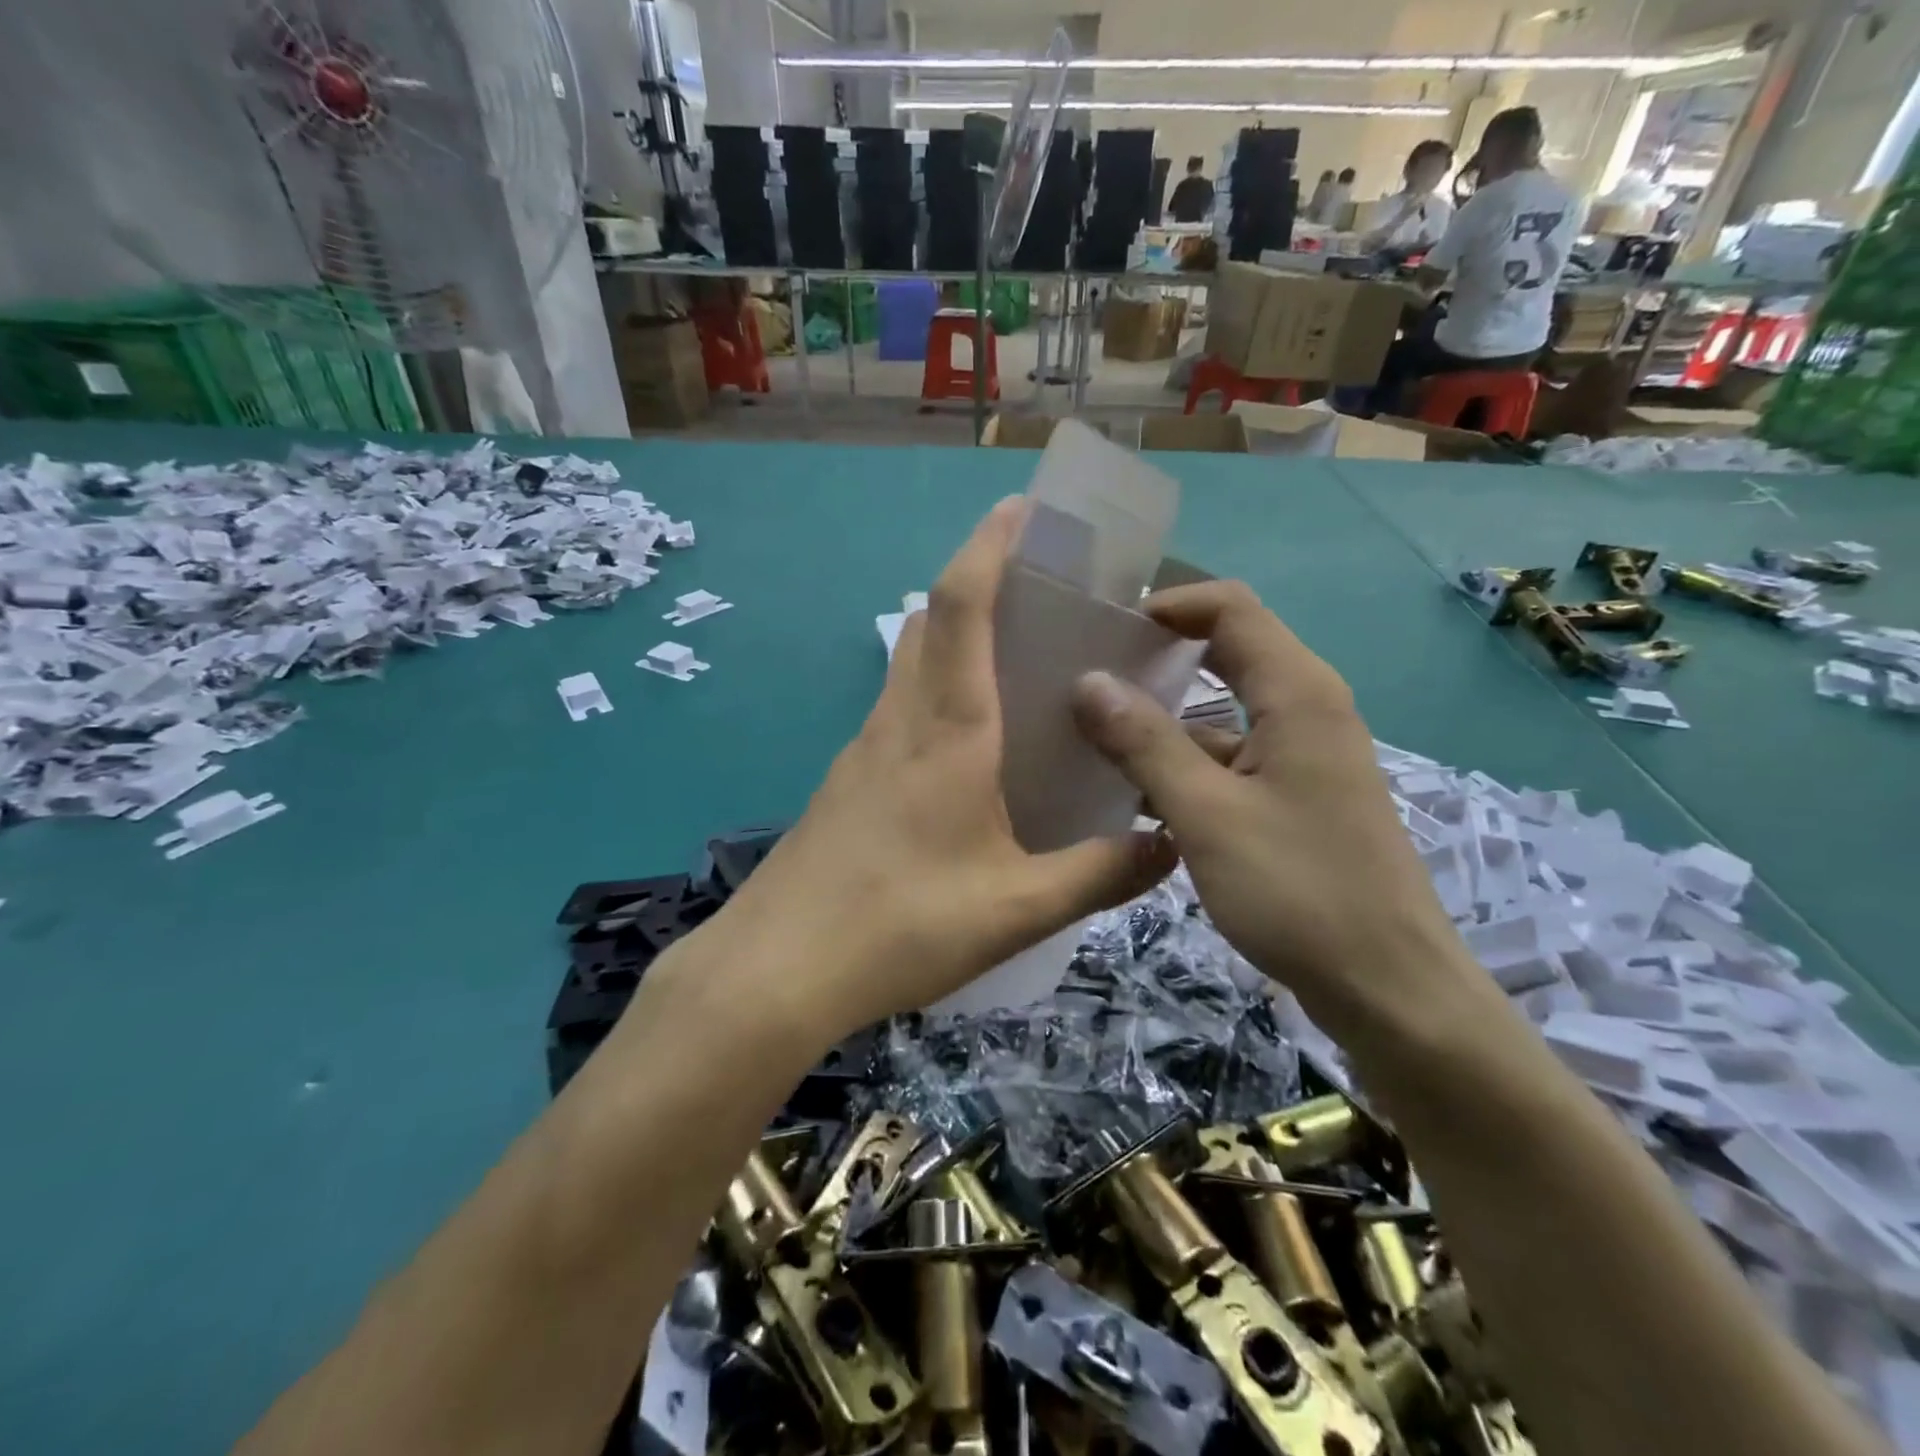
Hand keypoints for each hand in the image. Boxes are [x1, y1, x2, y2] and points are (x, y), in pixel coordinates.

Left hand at [723, 498, 1176, 1040]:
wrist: (778, 969)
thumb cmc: (899, 927)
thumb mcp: (1016, 909)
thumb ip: (1099, 875)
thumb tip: (1170, 844)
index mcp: (946, 732)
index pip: (961, 607)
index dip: (990, 546)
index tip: (1022, 509)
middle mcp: (900, 722)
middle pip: (931, 621)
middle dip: (979, 580)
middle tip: (1040, 585)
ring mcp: (864, 749)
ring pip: (910, 663)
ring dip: (954, 634)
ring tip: (1015, 653)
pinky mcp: (848, 780)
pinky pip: (898, 707)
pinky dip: (935, 688)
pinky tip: (969, 739)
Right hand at [1070, 581, 1479, 1044]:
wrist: (1387, 988)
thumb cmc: (1298, 890)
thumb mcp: (1206, 812)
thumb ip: (1143, 742)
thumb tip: (1087, 681)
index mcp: (1297, 693)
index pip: (1230, 608)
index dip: (1169, 604)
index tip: (1104, 627)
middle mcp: (1306, 710)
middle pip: (1227, 654)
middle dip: (1158, 657)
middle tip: (1087, 672)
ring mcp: (1302, 757)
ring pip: (1222, 715)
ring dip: (1162, 721)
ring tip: (1088, 736)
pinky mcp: (1295, 798)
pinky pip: (1230, 761)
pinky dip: (1183, 766)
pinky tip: (1131, 793)